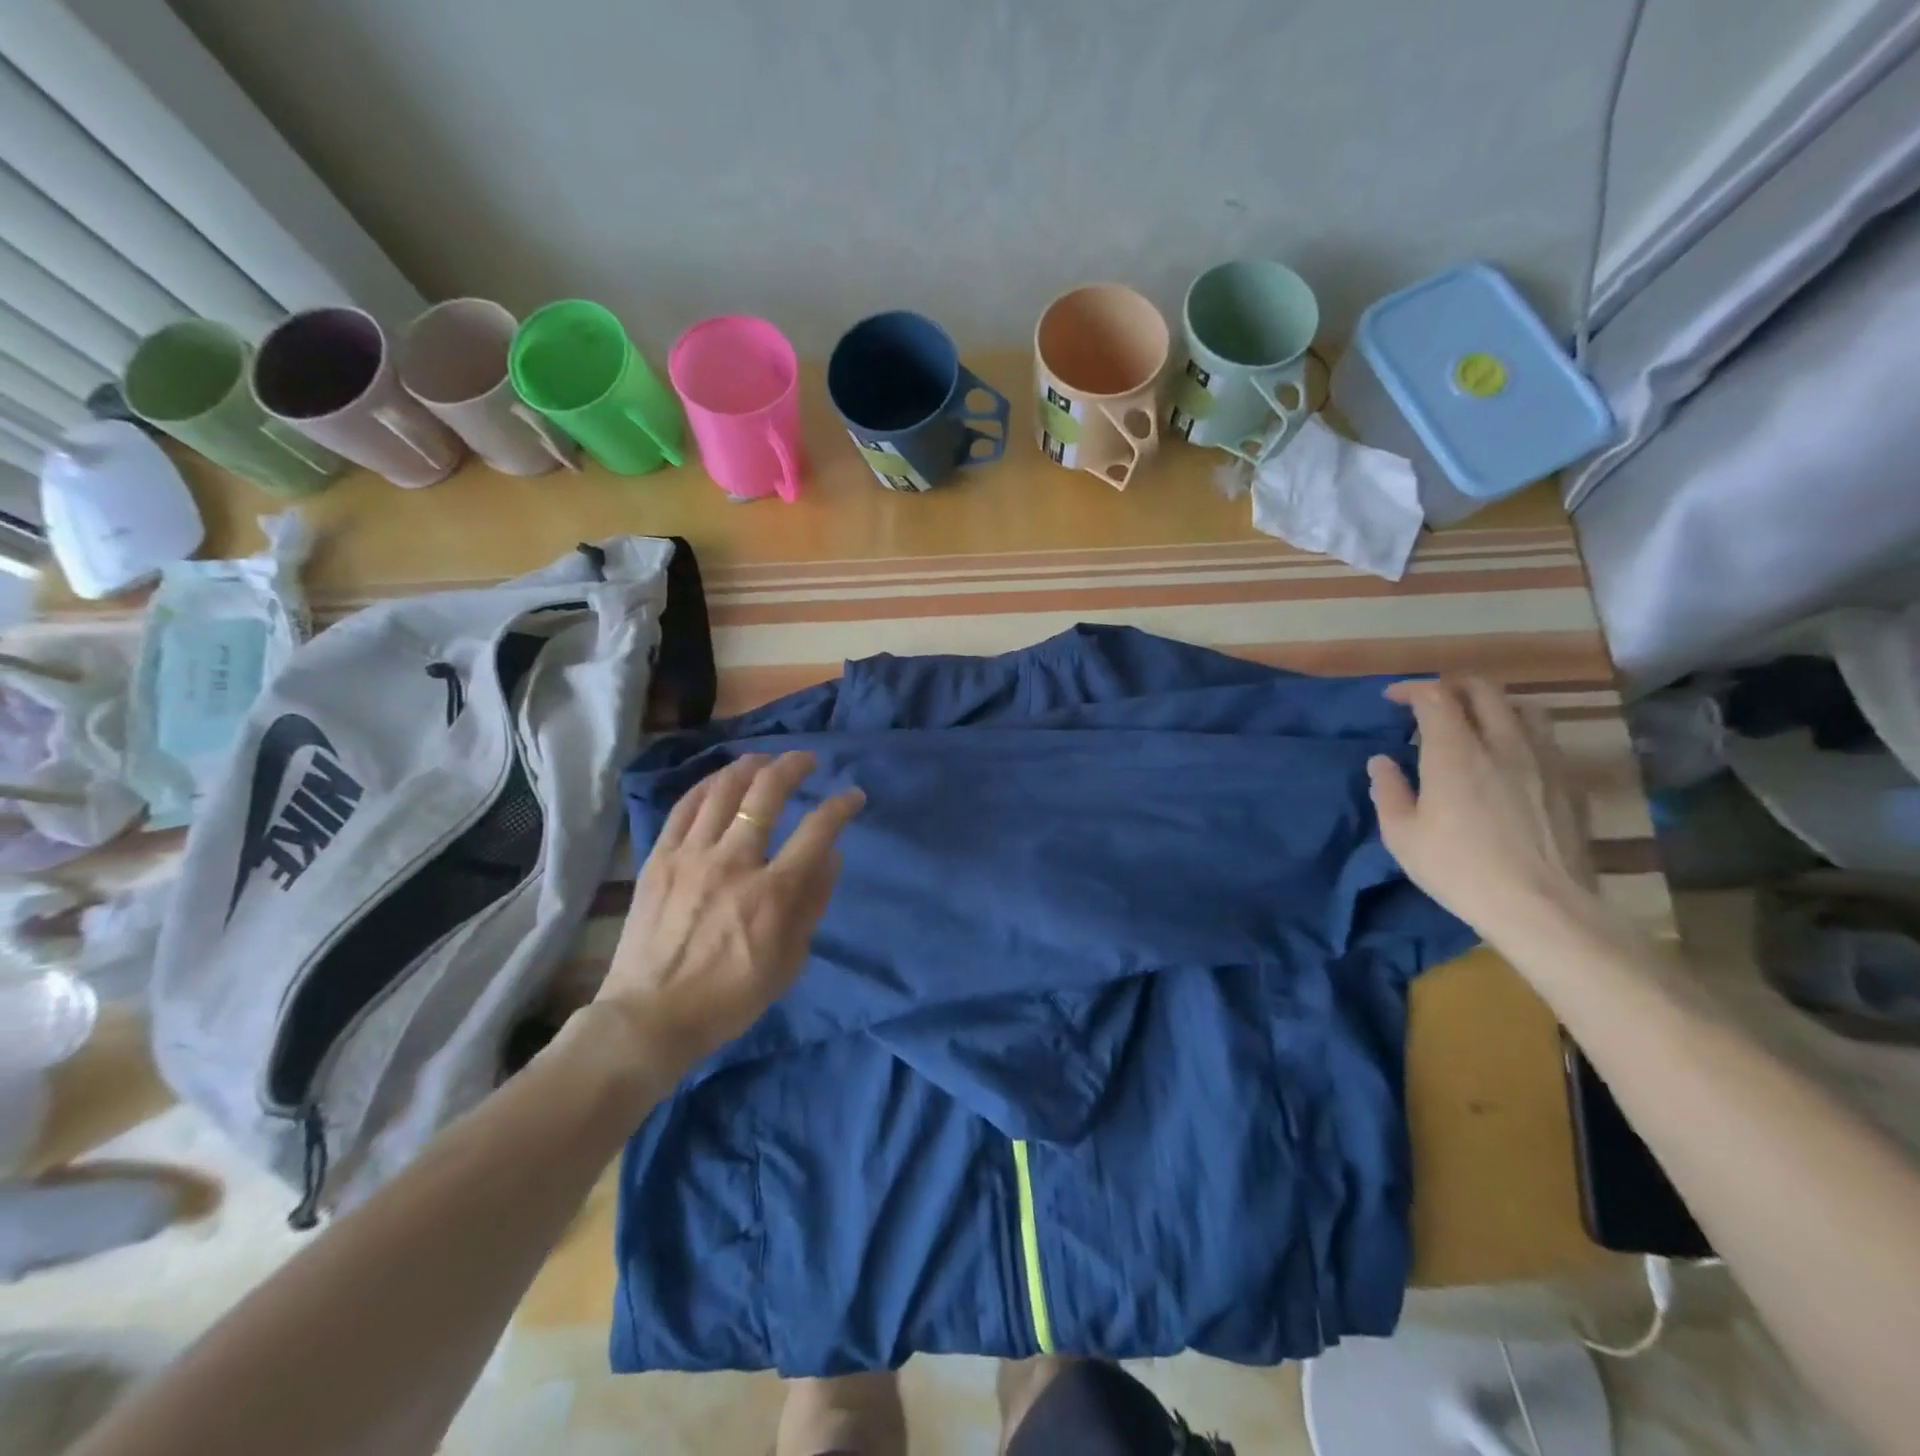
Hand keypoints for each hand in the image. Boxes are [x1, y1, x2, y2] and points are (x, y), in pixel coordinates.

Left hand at [597, 751, 864, 1069]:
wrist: (651, 1017)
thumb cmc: (730, 997)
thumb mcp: (789, 961)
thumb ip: (813, 903)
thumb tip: (833, 856)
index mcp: (773, 893)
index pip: (817, 831)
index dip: (841, 806)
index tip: (852, 796)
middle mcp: (734, 863)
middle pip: (766, 794)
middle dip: (793, 767)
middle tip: (806, 760)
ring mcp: (691, 857)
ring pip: (723, 791)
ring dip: (749, 766)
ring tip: (764, 759)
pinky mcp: (659, 860)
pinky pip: (684, 809)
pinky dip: (707, 786)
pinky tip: (720, 779)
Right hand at [1367, 678, 1596, 943]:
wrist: (1541, 906)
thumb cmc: (1458, 868)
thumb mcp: (1402, 835)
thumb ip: (1388, 790)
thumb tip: (1382, 762)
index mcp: (1455, 751)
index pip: (1435, 696)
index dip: (1411, 689)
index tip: (1392, 699)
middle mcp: (1502, 742)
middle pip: (1483, 689)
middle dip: (1452, 686)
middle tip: (1432, 702)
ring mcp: (1543, 759)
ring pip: (1522, 707)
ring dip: (1492, 704)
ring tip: (1475, 723)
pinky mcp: (1568, 782)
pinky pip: (1544, 738)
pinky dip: (1519, 732)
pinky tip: (1509, 759)